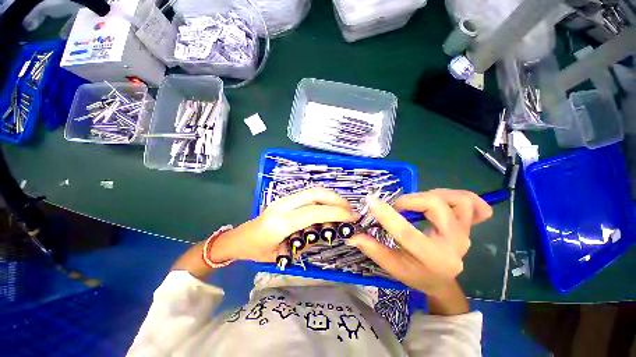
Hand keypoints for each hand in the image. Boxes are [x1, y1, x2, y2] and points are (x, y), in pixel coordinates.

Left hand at [211, 187, 358, 262]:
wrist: (239, 238)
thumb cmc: (257, 251)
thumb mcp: (282, 255)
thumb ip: (305, 242)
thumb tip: (325, 231)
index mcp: (280, 223)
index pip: (313, 212)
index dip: (335, 213)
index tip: (352, 217)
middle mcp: (282, 205)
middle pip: (315, 194)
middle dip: (336, 199)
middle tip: (350, 210)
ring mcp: (283, 199)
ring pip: (312, 191)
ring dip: (331, 197)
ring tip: (343, 208)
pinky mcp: (286, 199)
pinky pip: (308, 195)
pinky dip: (323, 198)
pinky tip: (329, 207)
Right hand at [346, 189, 492, 294]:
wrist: (442, 281)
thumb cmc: (416, 274)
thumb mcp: (392, 266)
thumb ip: (373, 249)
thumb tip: (352, 235)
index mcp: (432, 258)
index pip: (407, 232)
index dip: (386, 214)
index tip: (370, 200)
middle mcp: (454, 244)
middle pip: (435, 206)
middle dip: (410, 200)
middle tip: (397, 206)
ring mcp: (465, 233)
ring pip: (458, 200)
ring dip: (433, 195)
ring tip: (418, 203)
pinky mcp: (468, 226)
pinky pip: (473, 204)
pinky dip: (458, 197)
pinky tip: (444, 201)